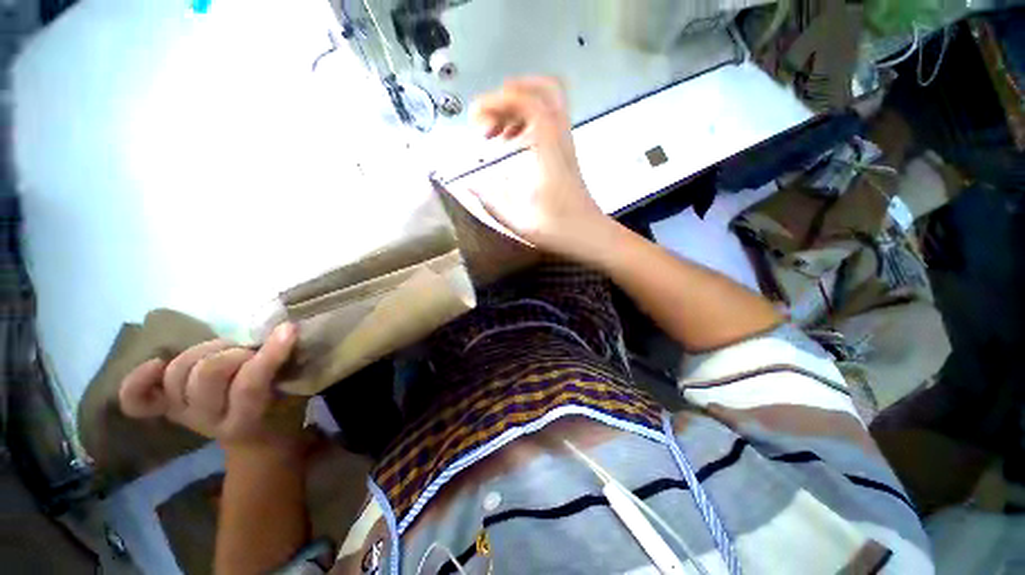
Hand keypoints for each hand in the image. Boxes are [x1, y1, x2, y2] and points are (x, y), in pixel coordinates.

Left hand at [119, 323, 304, 456]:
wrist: (260, 434)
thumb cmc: (285, 409)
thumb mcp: (298, 392)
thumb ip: (290, 367)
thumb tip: (287, 331)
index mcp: (246, 422)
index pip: (250, 385)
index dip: (269, 354)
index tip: (289, 329)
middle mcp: (207, 421)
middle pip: (207, 374)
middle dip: (235, 353)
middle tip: (254, 351)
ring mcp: (182, 414)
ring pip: (178, 371)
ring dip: (207, 351)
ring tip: (226, 350)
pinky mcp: (166, 408)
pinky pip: (137, 400)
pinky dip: (139, 380)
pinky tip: (156, 364)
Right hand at [470, 78, 614, 261]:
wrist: (589, 235)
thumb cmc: (557, 228)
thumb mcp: (518, 219)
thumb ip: (491, 199)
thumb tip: (469, 183)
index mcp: (548, 149)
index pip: (527, 102)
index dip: (497, 101)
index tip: (474, 119)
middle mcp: (559, 138)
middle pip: (543, 89)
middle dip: (509, 94)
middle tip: (487, 118)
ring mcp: (564, 143)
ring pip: (545, 102)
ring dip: (515, 108)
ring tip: (494, 133)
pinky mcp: (564, 152)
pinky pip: (546, 121)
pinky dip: (524, 122)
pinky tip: (510, 143)